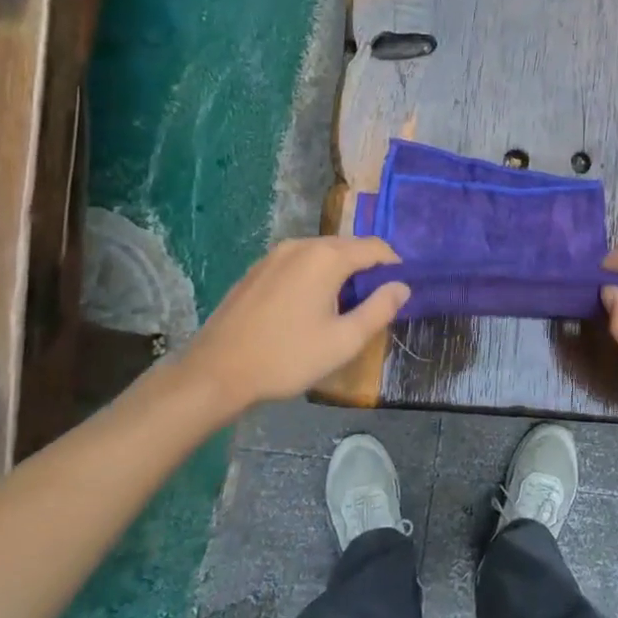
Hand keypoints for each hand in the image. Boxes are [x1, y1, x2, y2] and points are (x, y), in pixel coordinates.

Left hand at [170, 236, 409, 421]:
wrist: (215, 372)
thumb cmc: (286, 357)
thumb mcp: (343, 341)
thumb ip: (379, 310)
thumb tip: (402, 287)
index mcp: (326, 258)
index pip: (375, 247)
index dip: (393, 266)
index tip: (399, 291)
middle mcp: (302, 245)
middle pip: (348, 246)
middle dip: (366, 268)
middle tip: (372, 303)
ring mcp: (275, 255)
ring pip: (321, 253)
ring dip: (340, 272)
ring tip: (342, 306)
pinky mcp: (257, 269)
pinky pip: (298, 262)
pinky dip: (314, 275)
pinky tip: (307, 306)